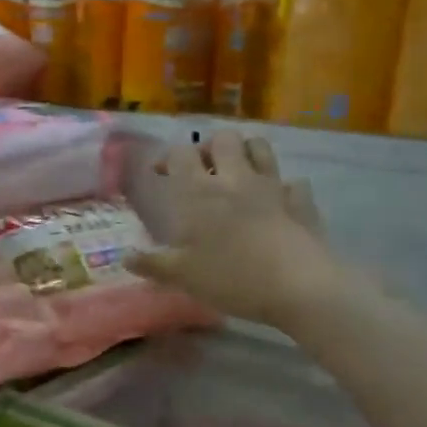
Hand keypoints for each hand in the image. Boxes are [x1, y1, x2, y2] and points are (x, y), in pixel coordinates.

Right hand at [129, 130, 339, 326]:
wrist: (299, 287)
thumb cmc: (232, 278)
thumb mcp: (183, 277)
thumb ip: (153, 265)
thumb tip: (125, 258)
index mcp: (200, 192)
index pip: (180, 154)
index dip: (167, 157)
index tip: (160, 173)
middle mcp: (235, 179)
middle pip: (224, 139)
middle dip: (210, 147)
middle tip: (202, 170)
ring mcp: (273, 187)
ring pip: (260, 148)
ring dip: (246, 153)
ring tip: (237, 174)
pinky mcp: (301, 202)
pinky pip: (293, 183)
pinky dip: (283, 187)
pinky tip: (277, 203)